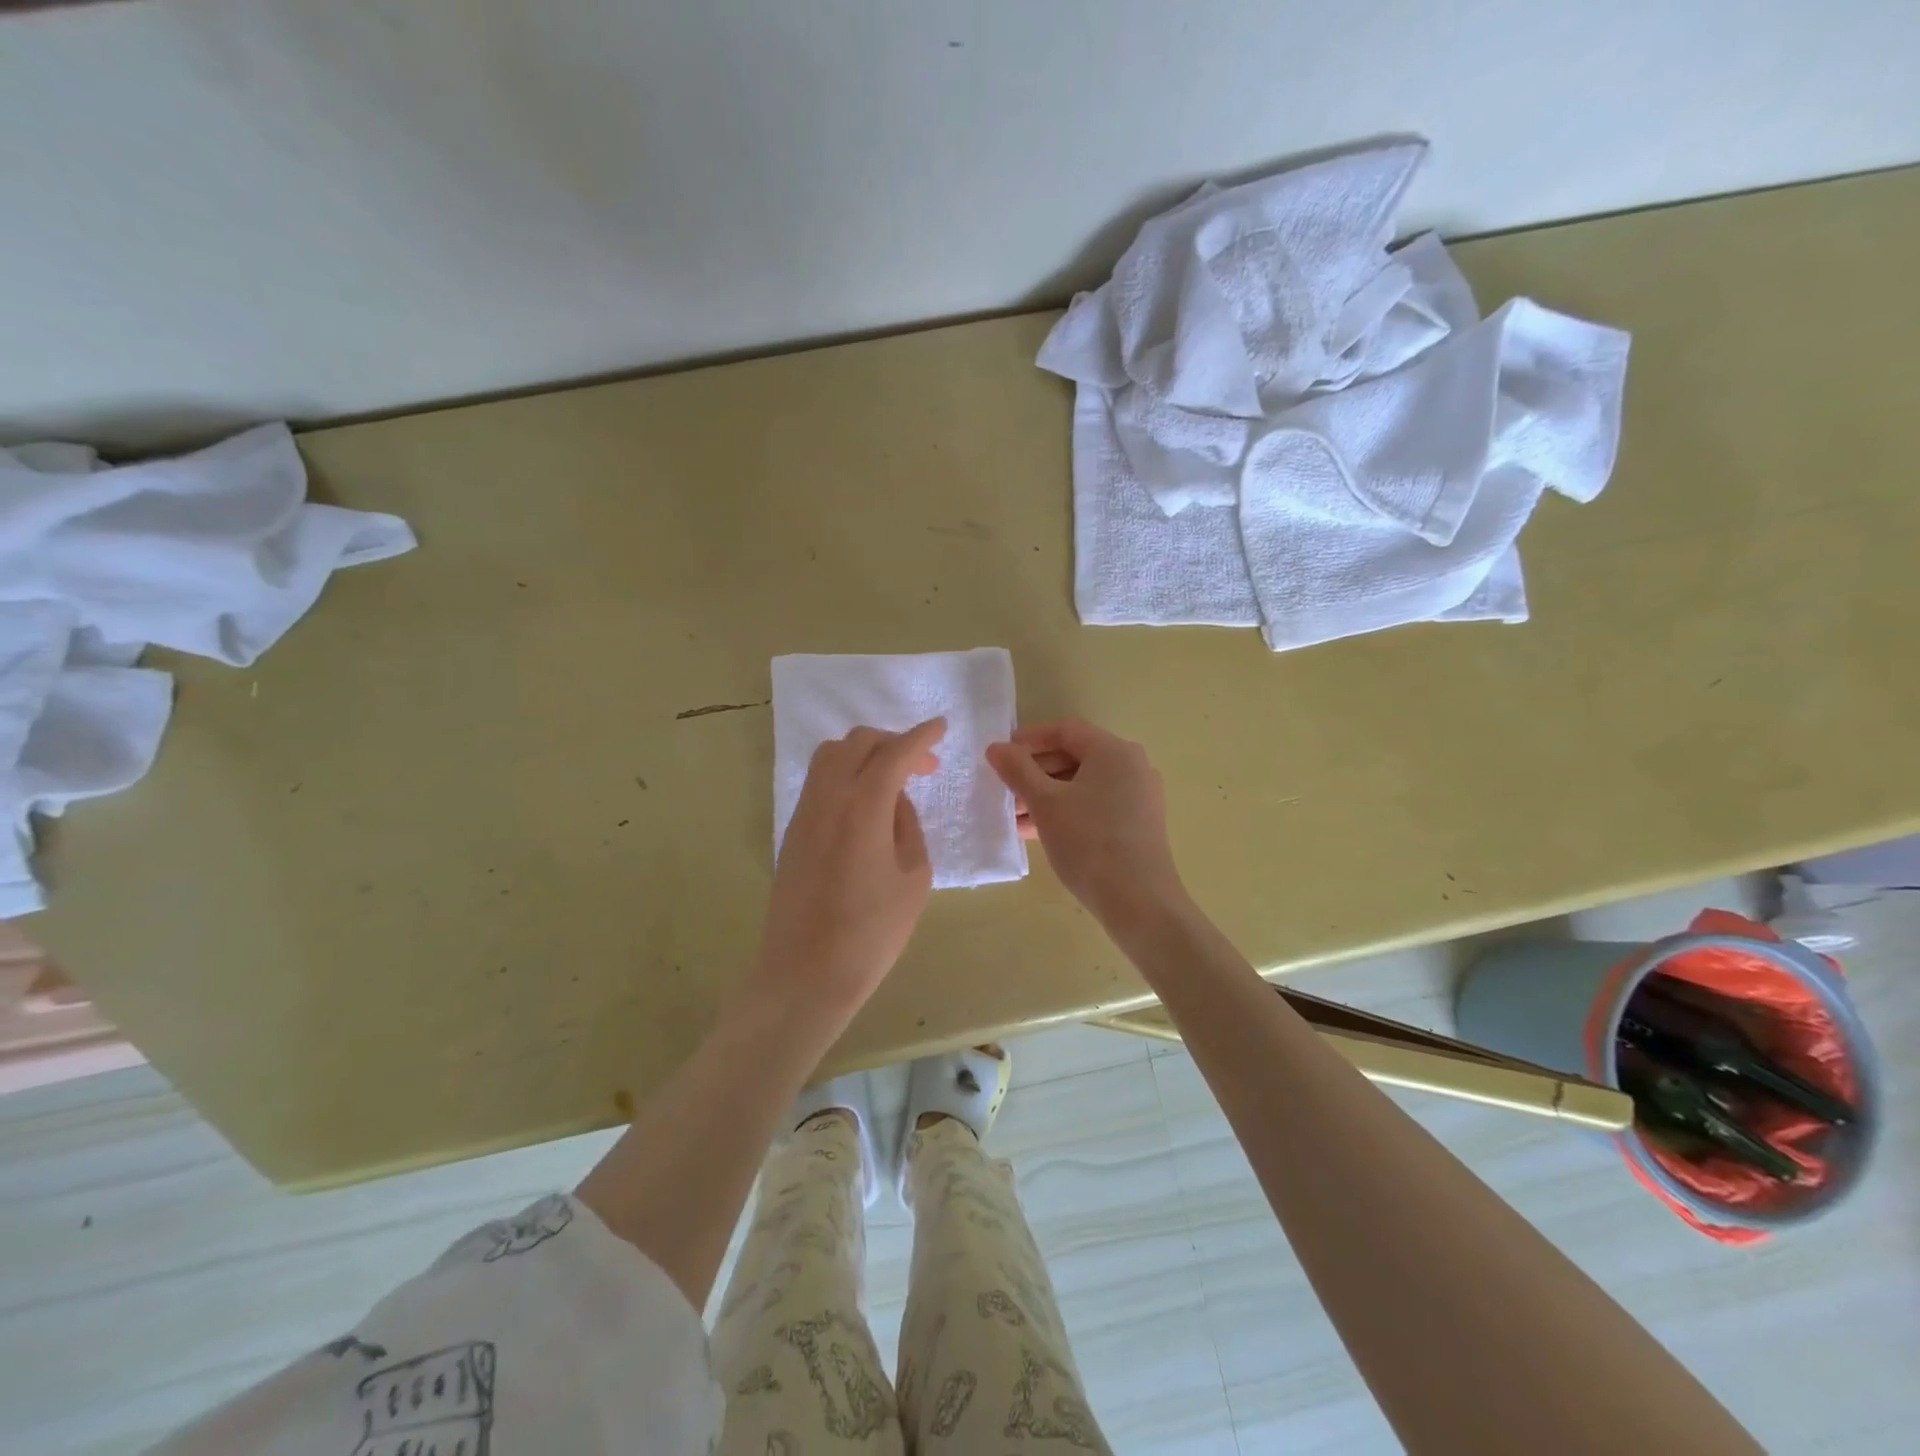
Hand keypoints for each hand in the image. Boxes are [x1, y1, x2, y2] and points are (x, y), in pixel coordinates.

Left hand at [747, 718, 946, 1030]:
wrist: (805, 974)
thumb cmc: (871, 932)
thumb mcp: (913, 877)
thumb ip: (907, 825)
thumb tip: (895, 800)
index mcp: (863, 806)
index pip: (894, 752)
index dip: (921, 736)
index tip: (942, 727)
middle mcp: (828, 797)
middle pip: (857, 743)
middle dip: (893, 741)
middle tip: (922, 764)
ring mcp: (804, 812)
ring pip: (830, 755)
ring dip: (864, 753)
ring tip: (892, 779)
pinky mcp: (792, 831)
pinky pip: (819, 781)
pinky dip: (845, 773)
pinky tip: (865, 802)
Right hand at [986, 718, 1190, 937]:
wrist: (1139, 903)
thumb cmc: (1089, 842)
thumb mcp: (1046, 804)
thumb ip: (1018, 770)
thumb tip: (996, 747)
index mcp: (1114, 751)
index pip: (1065, 730)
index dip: (1029, 739)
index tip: (1000, 755)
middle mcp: (1131, 766)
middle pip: (1074, 756)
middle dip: (1034, 772)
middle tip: (1004, 788)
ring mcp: (1137, 796)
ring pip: (1082, 785)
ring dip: (1046, 795)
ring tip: (1012, 815)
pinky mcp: (1137, 824)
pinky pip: (1094, 805)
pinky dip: (1065, 811)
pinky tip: (1035, 831)